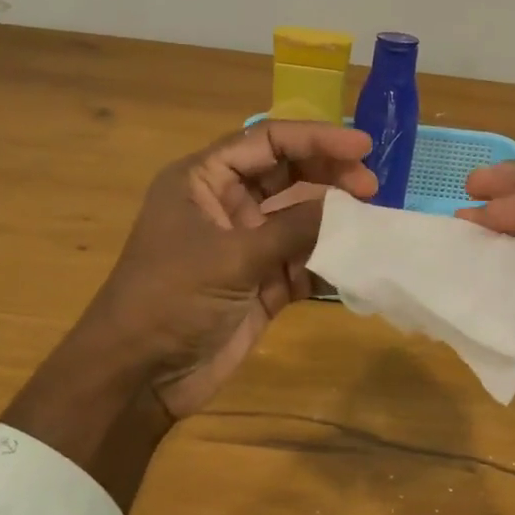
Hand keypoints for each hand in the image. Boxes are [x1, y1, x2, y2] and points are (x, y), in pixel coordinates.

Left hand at [82, 120, 375, 416]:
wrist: (141, 375)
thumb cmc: (172, 298)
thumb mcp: (231, 256)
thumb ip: (293, 228)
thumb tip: (348, 206)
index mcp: (203, 180)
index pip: (266, 142)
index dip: (315, 138)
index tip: (363, 147)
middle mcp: (224, 205)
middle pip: (286, 175)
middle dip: (328, 176)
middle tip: (372, 187)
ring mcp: (244, 245)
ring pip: (298, 219)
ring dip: (332, 220)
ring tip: (371, 222)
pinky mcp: (260, 283)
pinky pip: (301, 261)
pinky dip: (327, 261)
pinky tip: (355, 262)